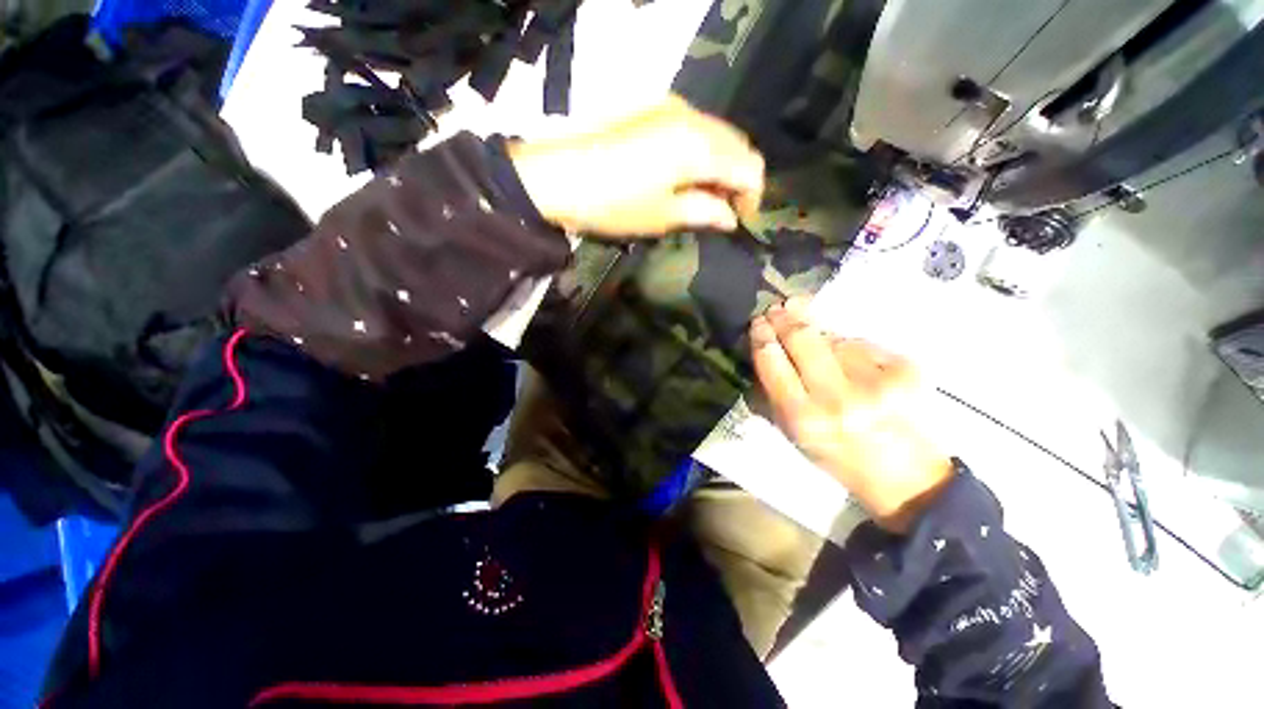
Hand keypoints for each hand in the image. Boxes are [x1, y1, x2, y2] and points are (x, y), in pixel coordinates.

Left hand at [508, 95, 763, 236]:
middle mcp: (693, 116)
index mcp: (700, 146)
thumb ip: (705, 212)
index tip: (741, 220)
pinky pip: (693, 127)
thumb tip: (730, 217)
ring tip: (702, 195)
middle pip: (737, 144)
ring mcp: (671, 106)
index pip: (750, 166)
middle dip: (738, 178)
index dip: (753, 196)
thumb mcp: (663, 216)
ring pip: (716, 133)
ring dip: (719, 164)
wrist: (557, 176)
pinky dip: (700, 151)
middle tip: (722, 209)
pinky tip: (685, 173)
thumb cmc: (615, 204)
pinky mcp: (652, 107)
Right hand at [750, 298, 953, 531]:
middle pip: (802, 338)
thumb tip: (763, 349)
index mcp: (802, 416)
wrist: (903, 477)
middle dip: (784, 318)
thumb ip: (772, 392)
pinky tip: (850, 359)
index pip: (772, 361)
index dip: (762, 337)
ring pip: (834, 337)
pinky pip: (863, 344)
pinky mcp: (906, 371)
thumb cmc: (836, 456)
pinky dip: (850, 346)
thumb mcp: (791, 432)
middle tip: (776, 309)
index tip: (758, 322)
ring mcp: (875, 381)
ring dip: (818, 332)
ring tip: (813, 339)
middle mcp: (837, 397)